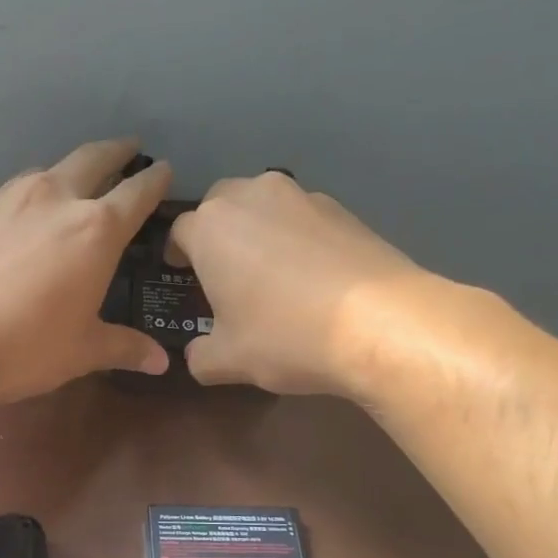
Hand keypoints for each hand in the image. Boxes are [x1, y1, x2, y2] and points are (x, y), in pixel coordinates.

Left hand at [0, 139, 172, 407]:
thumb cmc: (23, 347)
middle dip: (115, 152)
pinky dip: (21, 202)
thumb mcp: (81, 352)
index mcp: (94, 230)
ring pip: (45, 173)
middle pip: (92, 159)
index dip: (154, 180)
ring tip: (68, 188)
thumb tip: (160, 362)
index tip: (163, 169)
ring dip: (65, 174)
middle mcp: (53, 198)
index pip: (136, 192)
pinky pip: (5, 197)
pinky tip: (13, 225)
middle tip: (128, 149)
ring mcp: (5, 198)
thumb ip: (124, 347)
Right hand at [167, 172, 441, 397]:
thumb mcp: (228, 360)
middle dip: (216, 231)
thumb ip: (200, 356)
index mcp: (211, 227)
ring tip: (271, 272)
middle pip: (221, 204)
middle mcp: (251, 197)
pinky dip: (298, 237)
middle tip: (224, 270)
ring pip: (264, 205)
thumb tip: (196, 355)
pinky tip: (312, 275)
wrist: (380, 322)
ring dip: (258, 229)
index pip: (179, 231)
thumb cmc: (285, 335)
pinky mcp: (342, 207)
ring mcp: (302, 196)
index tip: (183, 275)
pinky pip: (303, 217)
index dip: (177, 254)